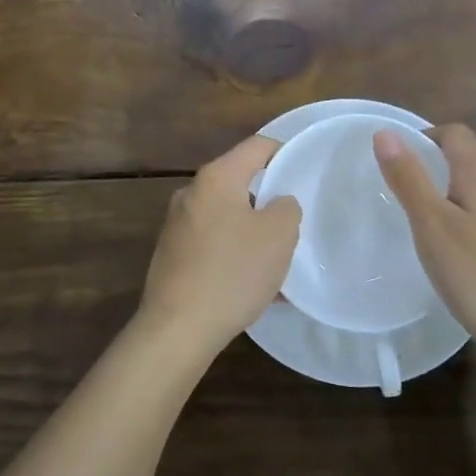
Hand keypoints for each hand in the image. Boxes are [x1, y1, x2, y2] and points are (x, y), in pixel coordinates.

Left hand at [137, 135, 301, 358]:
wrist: (177, 328)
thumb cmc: (233, 272)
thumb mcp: (279, 236)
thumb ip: (287, 208)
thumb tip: (278, 203)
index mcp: (216, 177)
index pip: (257, 146)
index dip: (285, 152)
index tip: (304, 173)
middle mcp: (191, 192)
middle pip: (239, 181)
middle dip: (268, 199)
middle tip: (292, 222)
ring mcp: (176, 224)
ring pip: (226, 215)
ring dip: (252, 231)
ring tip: (276, 260)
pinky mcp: (171, 253)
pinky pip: (212, 242)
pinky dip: (233, 253)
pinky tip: (251, 283)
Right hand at [374, 123, 475, 358]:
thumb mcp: (432, 224)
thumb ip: (408, 177)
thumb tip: (385, 132)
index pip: (455, 134)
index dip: (426, 136)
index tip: (397, 161)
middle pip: (468, 161)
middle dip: (434, 168)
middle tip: (401, 195)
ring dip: (449, 198)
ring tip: (421, 227)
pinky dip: (465, 224)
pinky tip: (453, 256)